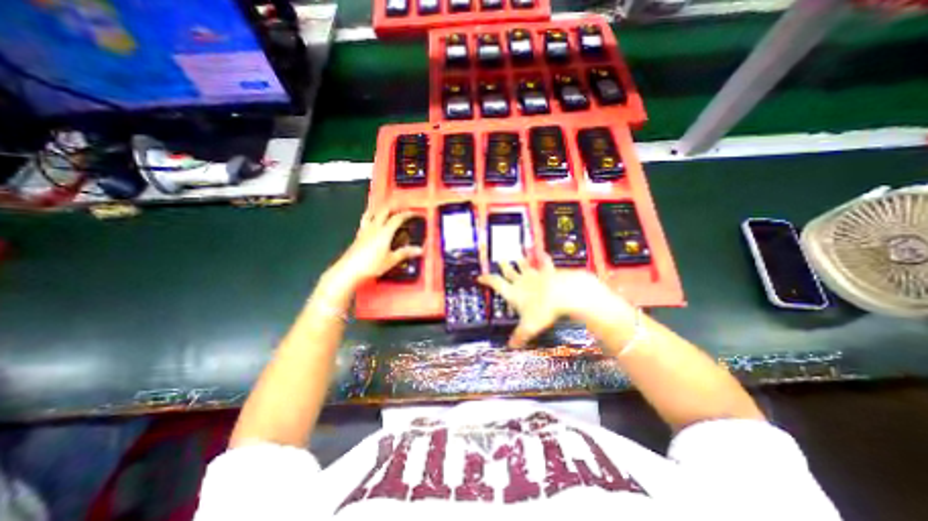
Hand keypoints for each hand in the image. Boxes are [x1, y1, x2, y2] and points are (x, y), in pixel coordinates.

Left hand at [329, 206, 422, 288]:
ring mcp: (365, 230)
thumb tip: (420, 250)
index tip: (414, 213)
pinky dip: (371, 215)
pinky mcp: (358, 235)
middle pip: (384, 211)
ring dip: (380, 209)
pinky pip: (365, 219)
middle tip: (401, 209)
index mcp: (385, 232)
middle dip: (394, 208)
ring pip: (372, 213)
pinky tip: (372, 220)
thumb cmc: (372, 265)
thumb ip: (405, 253)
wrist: (349, 270)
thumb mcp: (391, 260)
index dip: (407, 214)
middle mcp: (375, 227)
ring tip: (385, 209)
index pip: (397, 218)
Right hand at [478, 254, 615, 346]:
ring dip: (520, 260)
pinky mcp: (549, 272)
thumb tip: (510, 347)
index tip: (480, 277)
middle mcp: (521, 281)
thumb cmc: (542, 310)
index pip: (496, 283)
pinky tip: (544, 252)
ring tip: (517, 254)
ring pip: (524, 265)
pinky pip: (545, 263)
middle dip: (503, 266)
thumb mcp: (529, 327)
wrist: (562, 294)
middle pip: (509, 271)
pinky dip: (544, 257)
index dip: (487, 279)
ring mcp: (535, 275)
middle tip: (499, 259)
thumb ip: (519, 336)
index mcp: (513, 292)